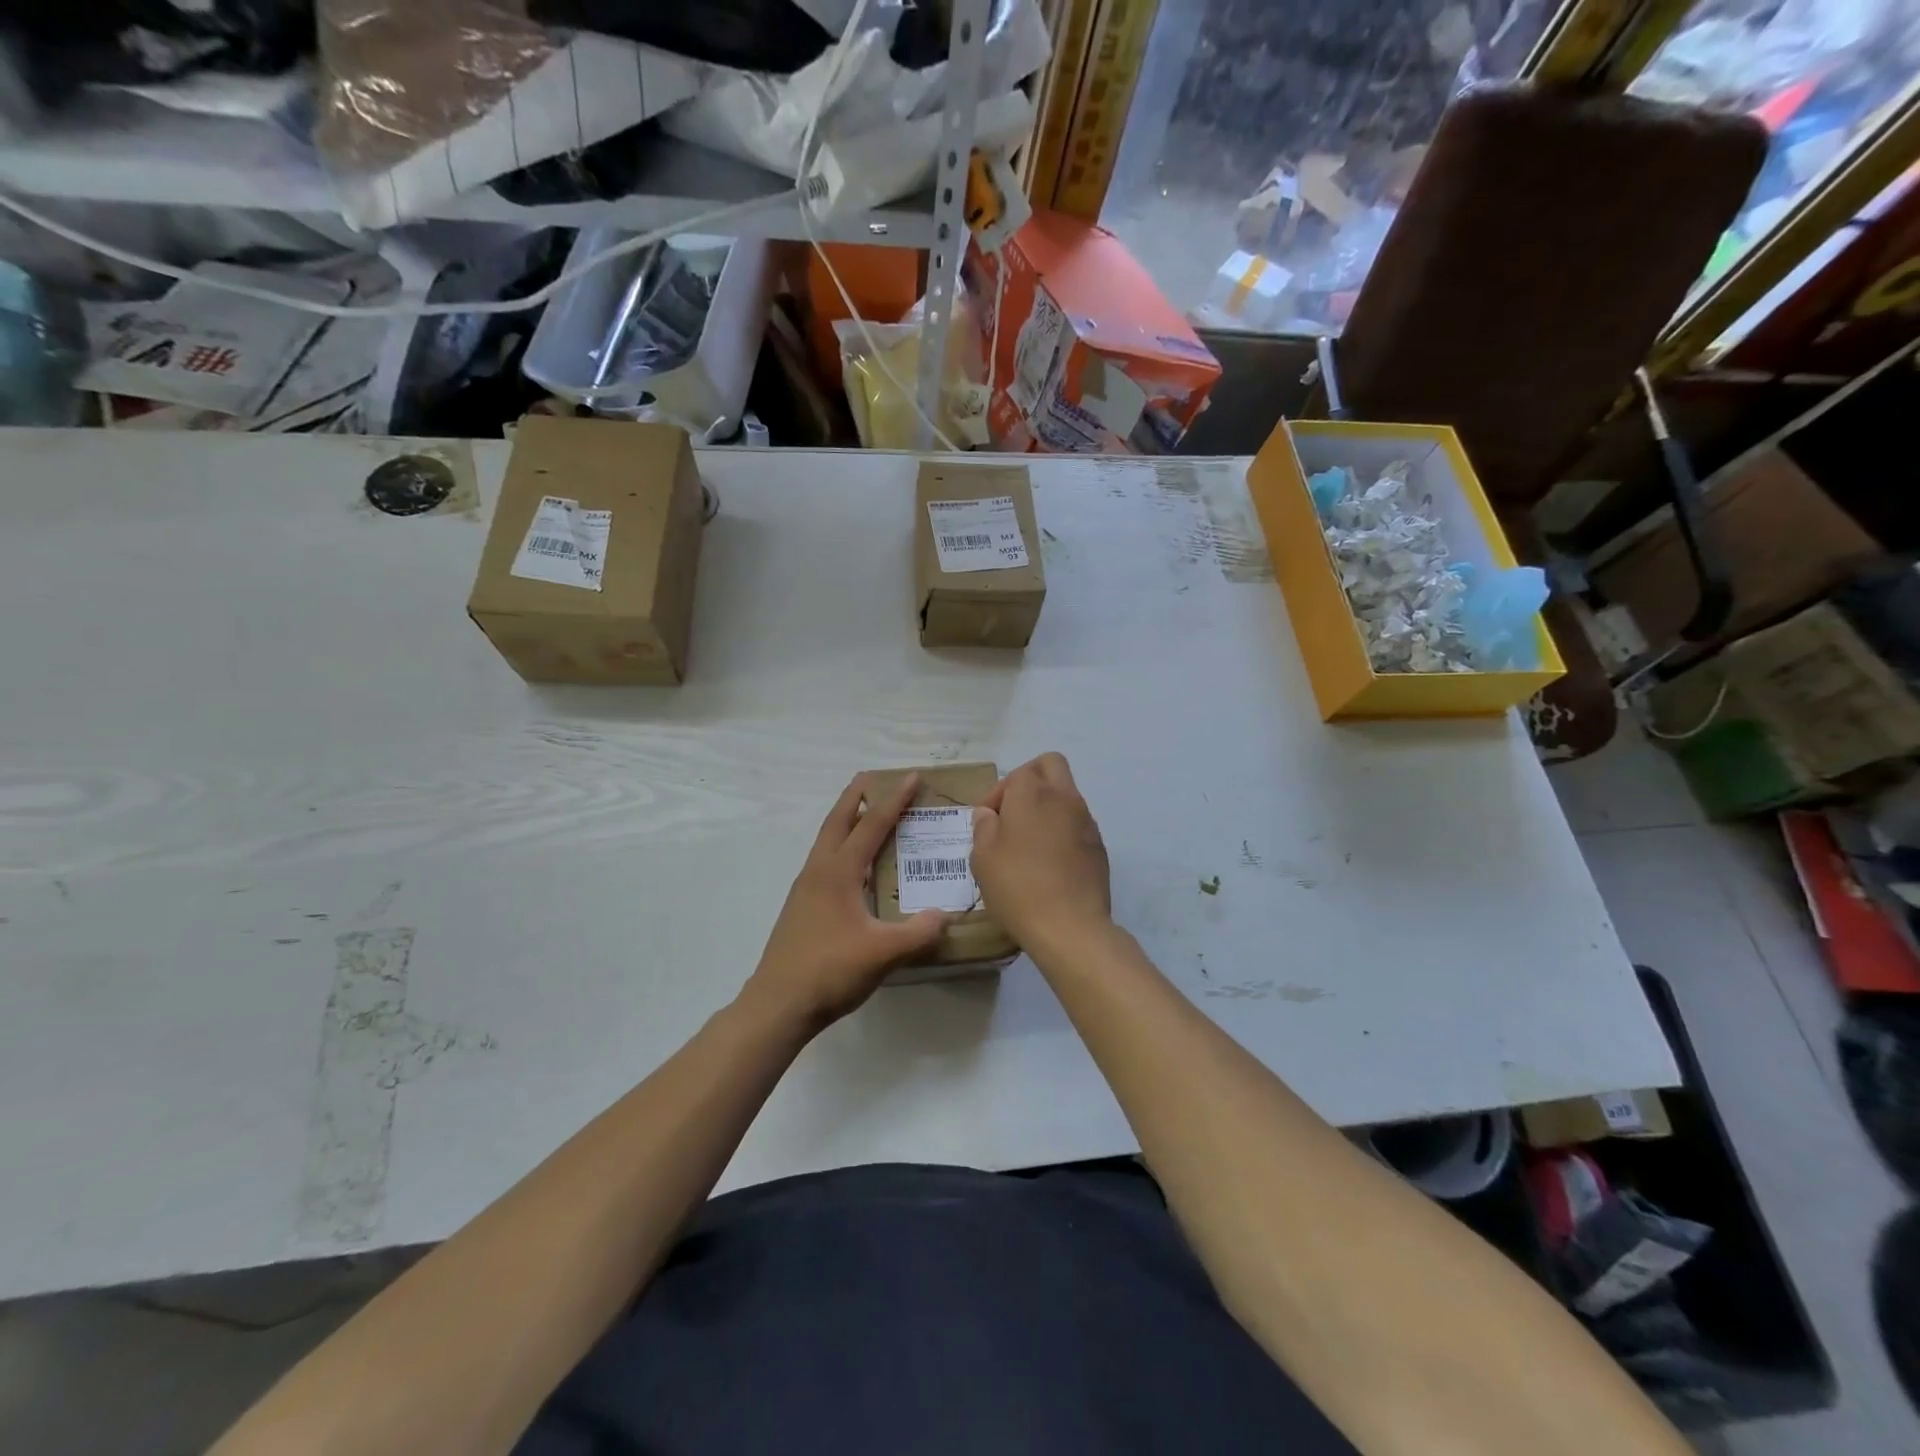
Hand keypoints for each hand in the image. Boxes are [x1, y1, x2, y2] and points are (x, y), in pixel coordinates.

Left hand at [745, 774, 948, 1028]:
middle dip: (855, 797)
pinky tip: (855, 870)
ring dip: (846, 823)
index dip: (893, 800)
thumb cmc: (829, 971)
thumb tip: (946, 916)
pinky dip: (842, 850)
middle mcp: (818, 872)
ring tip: (866, 817)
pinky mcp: (801, 908)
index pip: (870, 825)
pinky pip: (825, 864)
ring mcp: (805, 890)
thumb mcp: (882, 953)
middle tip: (872, 779)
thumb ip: (918, 933)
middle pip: (837, 822)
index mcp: (837, 872)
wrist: (777, 1005)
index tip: (910, 777)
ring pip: (827, 843)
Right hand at [970, 753, 1111, 953]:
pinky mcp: (1099, 845)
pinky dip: (1062, 830)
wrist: (1070, 926)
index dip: (998, 793)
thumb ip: (983, 828)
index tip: (988, 821)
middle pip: (1051, 765)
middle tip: (1013, 812)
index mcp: (1032, 794)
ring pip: (1067, 794)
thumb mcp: (983, 858)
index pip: (1018, 773)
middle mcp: (1064, 798)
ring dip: (1047, 806)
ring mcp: (1086, 821)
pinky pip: (1077, 823)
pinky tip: (1049, 862)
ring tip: (1029, 842)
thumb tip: (989, 814)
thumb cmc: (1018, 887)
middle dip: (1030, 780)